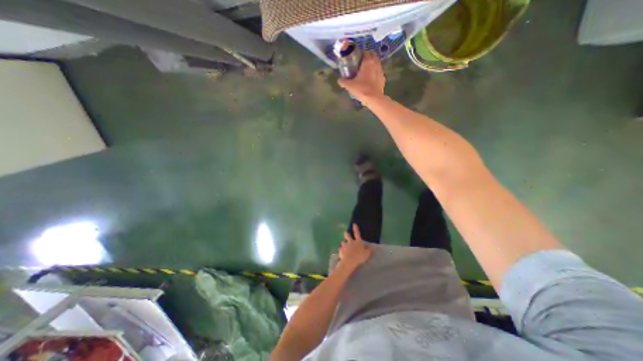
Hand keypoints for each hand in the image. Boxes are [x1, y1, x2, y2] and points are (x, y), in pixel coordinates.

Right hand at [337, 52, 386, 105]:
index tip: (356, 59)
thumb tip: (339, 80)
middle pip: (372, 55)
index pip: (365, 52)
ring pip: (376, 63)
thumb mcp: (349, 86)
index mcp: (367, 62)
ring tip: (366, 71)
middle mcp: (375, 63)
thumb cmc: (361, 89)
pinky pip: (379, 72)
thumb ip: (343, 81)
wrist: (374, 99)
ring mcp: (381, 71)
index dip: (360, 54)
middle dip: (367, 57)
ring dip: (372, 65)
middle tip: (361, 64)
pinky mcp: (383, 78)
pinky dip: (375, 73)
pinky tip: (371, 79)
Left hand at [338, 224, 375, 268]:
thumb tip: (372, 247)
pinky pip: (340, 249)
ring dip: (344, 243)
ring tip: (344, 246)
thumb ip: (369, 250)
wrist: (349, 261)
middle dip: (346, 234)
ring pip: (343, 242)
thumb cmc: (359, 256)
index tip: (354, 224)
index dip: (356, 228)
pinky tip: (342, 254)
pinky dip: (341, 251)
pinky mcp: (340, 250)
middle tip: (346, 233)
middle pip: (347, 235)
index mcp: (357, 242)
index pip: (357, 233)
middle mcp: (350, 242)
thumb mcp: (367, 254)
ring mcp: (344, 245)